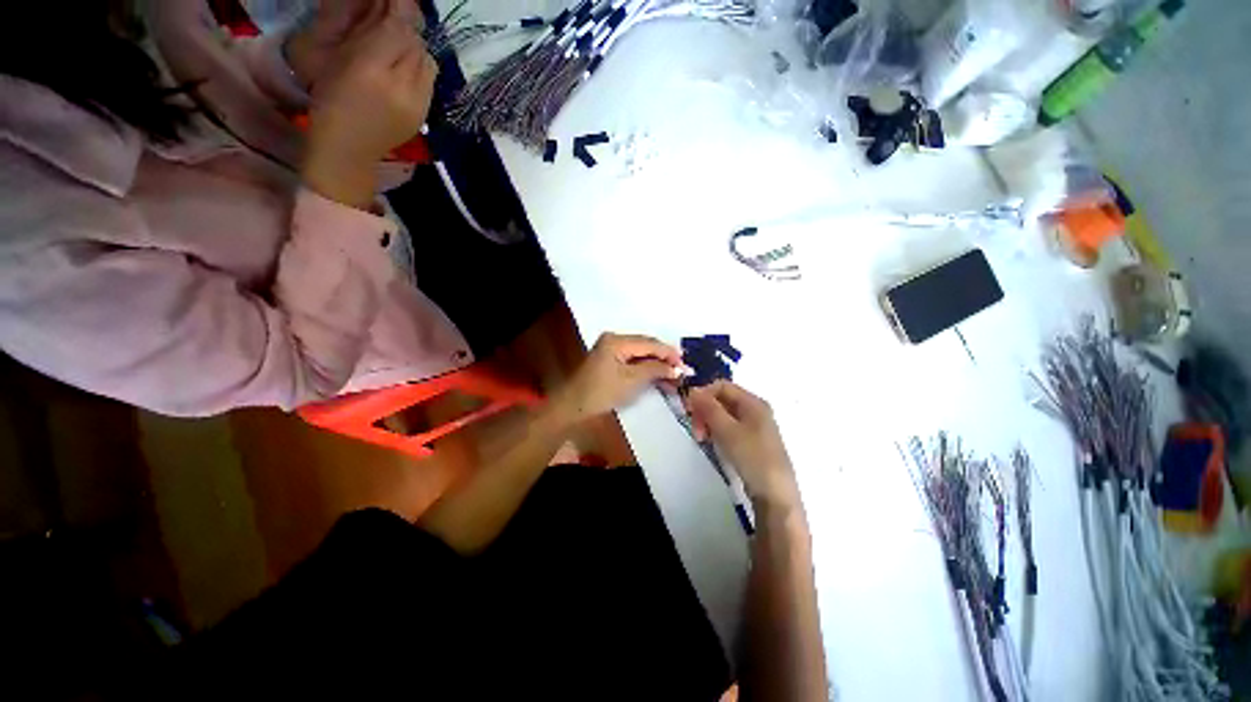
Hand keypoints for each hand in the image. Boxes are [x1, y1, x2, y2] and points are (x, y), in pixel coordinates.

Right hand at [301, 18, 437, 208]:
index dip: (400, 6)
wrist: (349, 151)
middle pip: (416, 43)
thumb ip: (364, 33)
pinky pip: (429, 81)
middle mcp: (401, 88)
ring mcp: (418, 106)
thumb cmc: (330, 102)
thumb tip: (385, 8)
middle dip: (406, 26)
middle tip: (392, 18)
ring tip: (396, 48)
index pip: (398, 28)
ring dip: (414, 47)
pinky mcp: (425, 116)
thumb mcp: (338, 59)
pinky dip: (419, 68)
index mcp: (371, 70)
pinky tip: (404, 70)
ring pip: (427, 61)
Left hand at [553, 334, 682, 423]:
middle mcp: (614, 339)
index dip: (669, 353)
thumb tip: (677, 368)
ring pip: (641, 352)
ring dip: (657, 363)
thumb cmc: (601, 393)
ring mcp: (611, 348)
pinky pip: (633, 358)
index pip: (650, 343)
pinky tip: (658, 374)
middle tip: (683, 370)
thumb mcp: (631, 380)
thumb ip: (655, 370)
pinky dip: (646, 367)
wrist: (573, 406)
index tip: (686, 365)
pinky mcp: (610, 358)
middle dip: (665, 358)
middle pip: (646, 345)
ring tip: (674, 374)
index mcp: (617, 340)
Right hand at [686, 381, 800, 510]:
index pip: (722, 386)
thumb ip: (709, 408)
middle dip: (705, 410)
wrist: (775, 494)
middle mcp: (755, 410)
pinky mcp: (751, 441)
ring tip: (701, 439)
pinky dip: (717, 431)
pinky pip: (729, 428)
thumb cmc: (752, 456)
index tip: (689, 410)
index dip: (703, 394)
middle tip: (695, 430)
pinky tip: (712, 443)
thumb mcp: (727, 430)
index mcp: (753, 402)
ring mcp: (754, 426)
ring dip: (709, 422)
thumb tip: (693, 390)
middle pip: (722, 400)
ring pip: (724, 415)